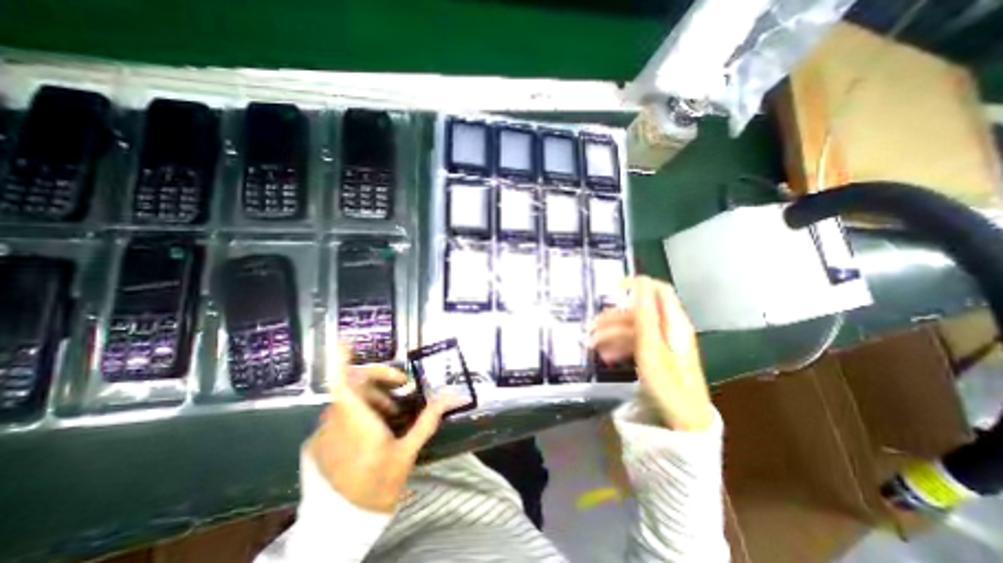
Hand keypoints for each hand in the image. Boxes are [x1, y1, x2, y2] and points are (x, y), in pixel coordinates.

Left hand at [307, 344, 452, 513]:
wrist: (341, 528)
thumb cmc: (377, 486)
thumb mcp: (407, 452)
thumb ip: (428, 419)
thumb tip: (451, 395)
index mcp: (355, 419)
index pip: (342, 380)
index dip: (341, 359)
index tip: (346, 341)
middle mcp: (333, 421)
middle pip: (354, 385)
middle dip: (380, 381)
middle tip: (403, 389)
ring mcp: (322, 433)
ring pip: (347, 401)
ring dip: (372, 399)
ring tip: (392, 416)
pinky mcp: (317, 445)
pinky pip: (338, 417)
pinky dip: (357, 413)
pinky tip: (373, 431)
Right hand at [589, 276, 713, 431]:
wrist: (684, 420)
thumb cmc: (667, 382)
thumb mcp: (651, 347)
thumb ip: (645, 315)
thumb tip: (640, 283)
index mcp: (672, 321)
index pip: (657, 290)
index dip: (636, 284)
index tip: (611, 288)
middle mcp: (669, 327)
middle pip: (638, 312)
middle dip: (612, 318)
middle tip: (590, 329)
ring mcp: (663, 341)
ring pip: (633, 328)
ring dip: (611, 334)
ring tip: (592, 347)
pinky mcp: (658, 354)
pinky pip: (636, 342)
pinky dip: (619, 346)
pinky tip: (605, 357)